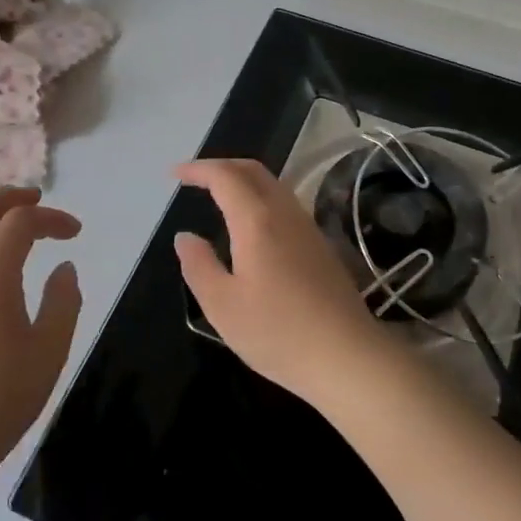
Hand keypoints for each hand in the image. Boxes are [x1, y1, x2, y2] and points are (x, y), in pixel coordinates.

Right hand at [174, 159, 390, 411]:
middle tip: (195, 178)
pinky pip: (285, 203)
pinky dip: (260, 197)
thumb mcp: (222, 305)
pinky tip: (252, 224)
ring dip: (243, 180)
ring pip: (273, 184)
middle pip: (253, 170)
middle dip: (221, 166)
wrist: (345, 354)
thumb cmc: (277, 332)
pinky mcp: (320, 244)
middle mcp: (284, 212)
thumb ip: (199, 265)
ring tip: (219, 196)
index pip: (225, 177)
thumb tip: (185, 236)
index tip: (174, 174)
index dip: (198, 169)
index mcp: (256, 220)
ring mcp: (307, 226)